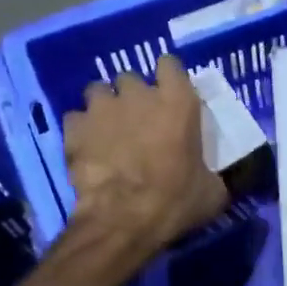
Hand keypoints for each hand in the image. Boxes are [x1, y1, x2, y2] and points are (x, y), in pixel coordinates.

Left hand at [63, 57, 228, 262]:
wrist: (123, 221)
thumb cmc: (175, 202)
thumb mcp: (212, 192)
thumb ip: (211, 172)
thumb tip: (212, 177)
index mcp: (178, 102)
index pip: (170, 65)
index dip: (168, 79)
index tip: (170, 98)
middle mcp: (138, 94)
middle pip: (131, 78)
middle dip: (134, 97)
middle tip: (140, 123)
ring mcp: (102, 107)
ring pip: (99, 91)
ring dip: (105, 107)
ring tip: (109, 132)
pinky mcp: (74, 126)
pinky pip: (76, 119)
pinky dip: (82, 130)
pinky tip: (88, 150)